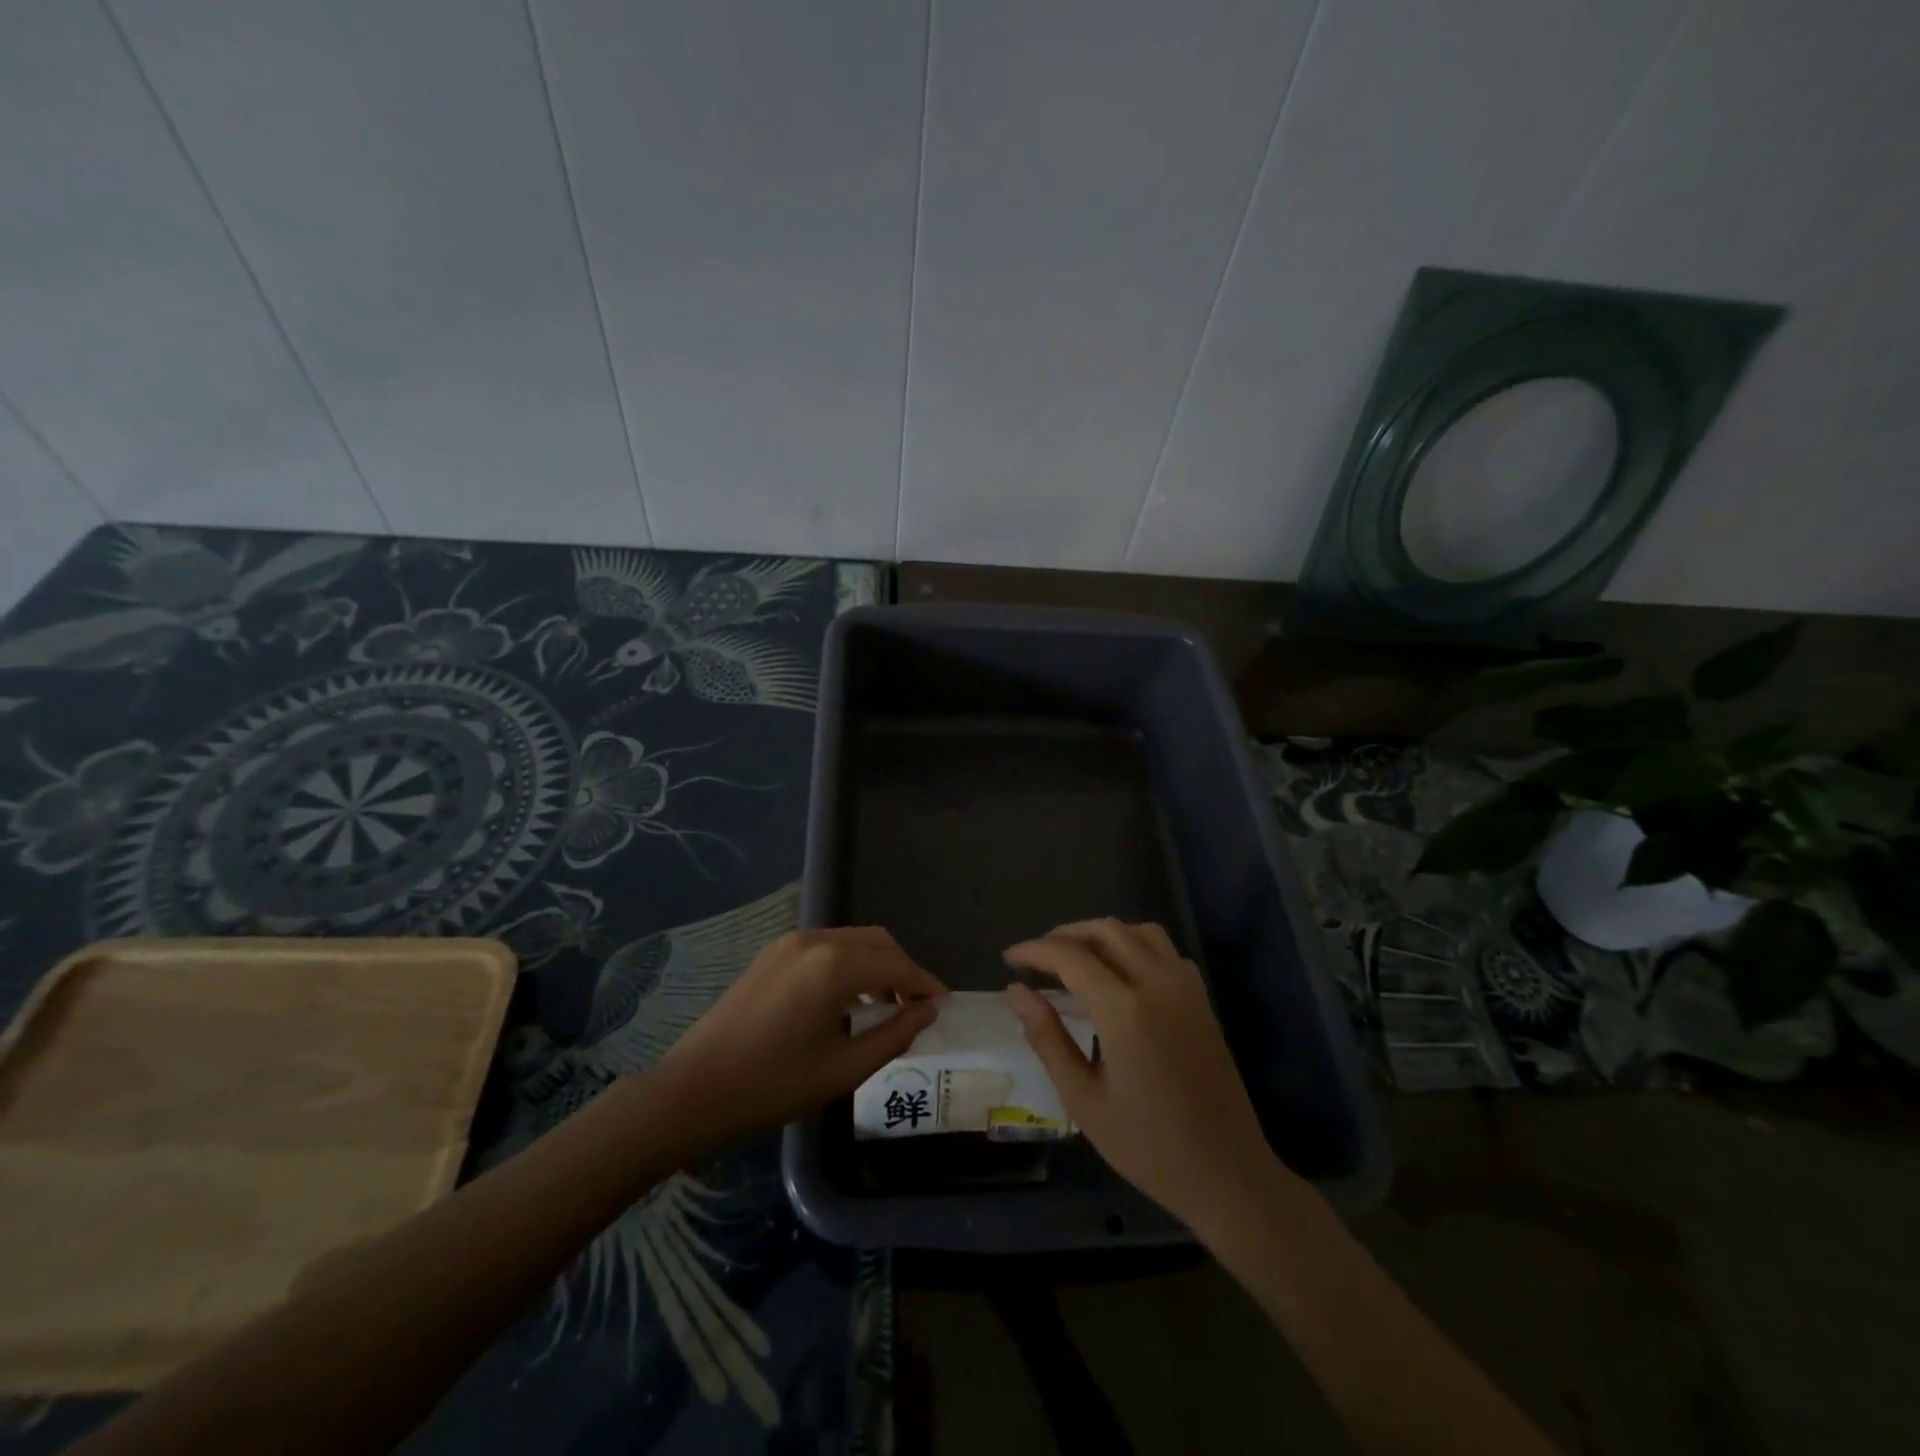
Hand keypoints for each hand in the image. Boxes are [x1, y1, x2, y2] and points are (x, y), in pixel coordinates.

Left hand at [653, 927, 944, 1145]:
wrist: (694, 1090)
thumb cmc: (773, 1085)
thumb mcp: (844, 1069)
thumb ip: (894, 1035)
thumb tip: (928, 1011)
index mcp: (834, 965)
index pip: (896, 965)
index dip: (925, 984)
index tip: (944, 1005)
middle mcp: (815, 940)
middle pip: (877, 942)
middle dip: (903, 970)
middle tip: (917, 1007)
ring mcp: (790, 943)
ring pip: (852, 941)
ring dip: (877, 966)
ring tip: (887, 1007)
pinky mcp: (773, 953)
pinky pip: (827, 947)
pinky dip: (850, 964)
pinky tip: (849, 1000)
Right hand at [1004, 919, 1287, 1228]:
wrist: (1228, 1173)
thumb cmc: (1148, 1145)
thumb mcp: (1083, 1099)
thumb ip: (1047, 1038)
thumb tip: (1016, 991)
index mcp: (1124, 1008)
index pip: (1070, 956)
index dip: (1034, 950)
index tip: (1009, 958)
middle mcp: (1157, 982)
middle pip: (1104, 931)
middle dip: (1064, 936)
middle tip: (1036, 960)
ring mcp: (1185, 986)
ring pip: (1136, 931)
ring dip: (1100, 935)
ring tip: (1073, 961)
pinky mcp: (1201, 998)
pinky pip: (1163, 949)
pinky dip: (1133, 945)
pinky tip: (1118, 975)